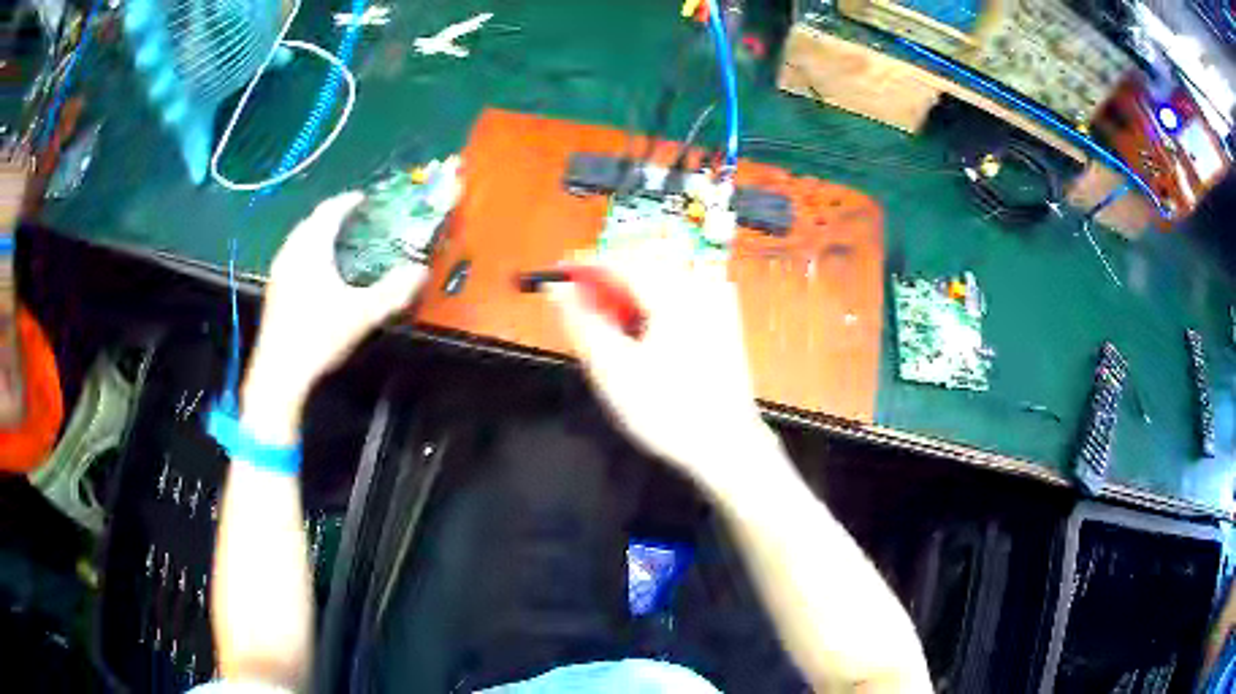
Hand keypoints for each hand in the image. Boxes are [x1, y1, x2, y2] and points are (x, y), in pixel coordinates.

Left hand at [241, 192, 427, 442]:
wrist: (279, 373)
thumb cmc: (318, 337)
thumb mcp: (362, 314)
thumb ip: (393, 291)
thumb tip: (420, 270)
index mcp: (312, 248)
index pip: (330, 211)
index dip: (348, 201)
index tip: (364, 199)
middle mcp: (291, 252)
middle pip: (312, 221)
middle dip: (332, 215)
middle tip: (353, 218)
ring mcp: (279, 271)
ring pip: (299, 238)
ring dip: (318, 232)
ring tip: (337, 241)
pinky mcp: (274, 289)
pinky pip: (292, 255)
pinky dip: (307, 250)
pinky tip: (316, 270)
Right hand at [548, 244, 773, 488]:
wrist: (726, 445)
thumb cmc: (667, 411)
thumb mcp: (613, 370)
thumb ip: (583, 322)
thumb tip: (558, 288)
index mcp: (675, 293)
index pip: (620, 262)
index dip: (583, 268)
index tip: (556, 280)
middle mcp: (700, 286)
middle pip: (641, 270)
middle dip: (608, 290)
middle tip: (586, 322)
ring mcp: (717, 302)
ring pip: (658, 285)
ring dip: (630, 303)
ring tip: (617, 341)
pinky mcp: (724, 319)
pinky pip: (679, 300)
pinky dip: (654, 313)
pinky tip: (648, 344)